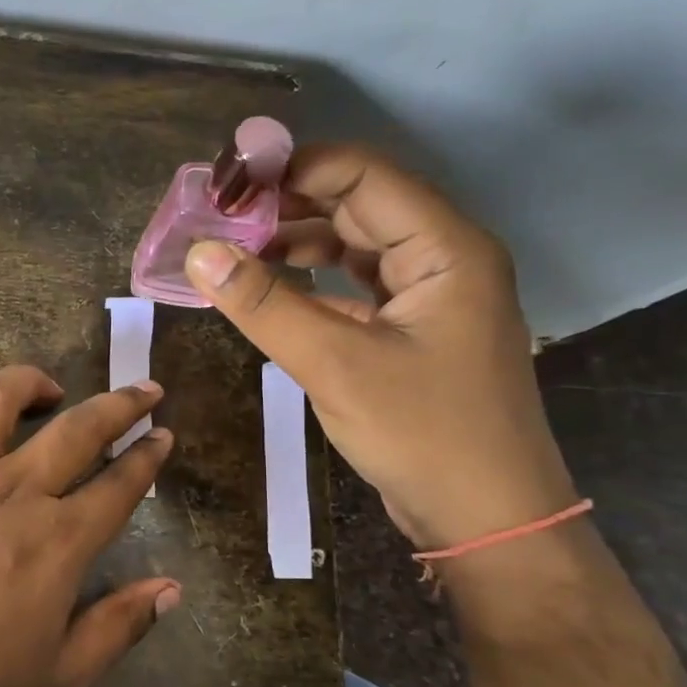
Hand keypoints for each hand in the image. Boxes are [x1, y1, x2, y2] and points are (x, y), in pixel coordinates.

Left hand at [0, 365, 177, 686]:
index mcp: (55, 544)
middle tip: (143, 390)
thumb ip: (119, 627)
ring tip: (45, 390)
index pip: (118, 486)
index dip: (148, 457)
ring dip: (25, 384)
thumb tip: (172, 588)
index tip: (163, 435)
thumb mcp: (60, 683)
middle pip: (75, 430)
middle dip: (119, 404)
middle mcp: (6, 496)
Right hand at [184, 144, 576, 550]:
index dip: (292, 168)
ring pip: (355, 247)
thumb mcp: (334, 365)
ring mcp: (430, 297)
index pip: (362, 176)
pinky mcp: (413, 332)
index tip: (227, 183)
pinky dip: (311, 284)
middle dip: (287, 205)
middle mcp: (443, 259)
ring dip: (295, 244)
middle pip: (358, 206)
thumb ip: (264, 305)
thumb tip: (199, 253)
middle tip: (218, 215)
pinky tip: (268, 291)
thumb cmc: (422, 434)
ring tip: (232, 249)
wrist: (487, 517)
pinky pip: (356, 288)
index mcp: (445, 248)